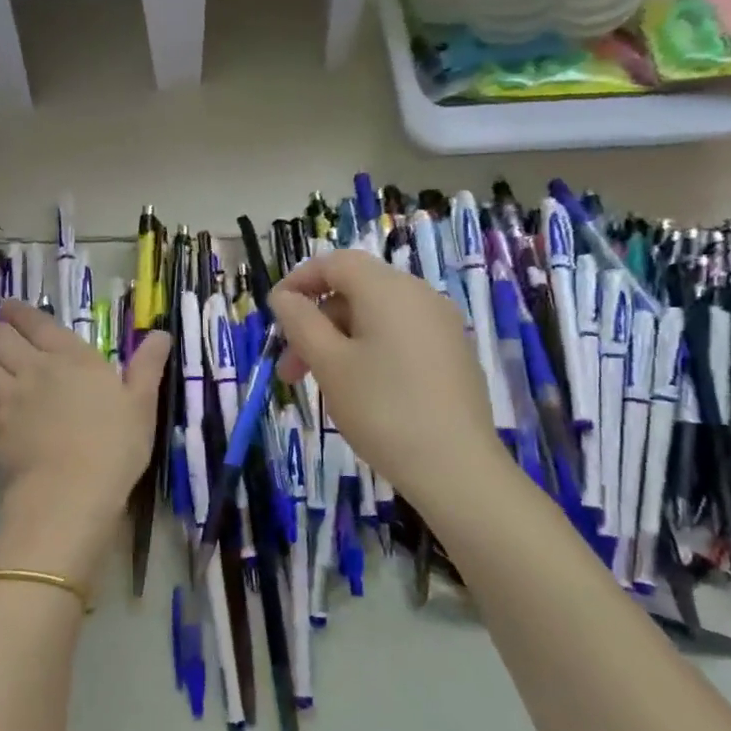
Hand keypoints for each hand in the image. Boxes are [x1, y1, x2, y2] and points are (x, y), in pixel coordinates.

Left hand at [0, 301, 170, 588]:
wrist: (72, 490)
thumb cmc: (115, 445)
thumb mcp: (142, 403)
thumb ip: (147, 365)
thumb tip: (161, 333)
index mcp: (71, 356)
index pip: (35, 321)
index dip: (17, 310)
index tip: (7, 306)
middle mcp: (33, 367)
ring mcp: (6, 396)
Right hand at [267, 251, 503, 507]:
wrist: (456, 468)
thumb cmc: (382, 409)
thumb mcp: (329, 363)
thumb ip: (300, 322)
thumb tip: (284, 296)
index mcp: (388, 289)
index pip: (335, 263)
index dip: (299, 281)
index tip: (274, 314)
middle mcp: (419, 296)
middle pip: (355, 291)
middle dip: (315, 323)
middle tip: (289, 369)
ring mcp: (441, 325)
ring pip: (375, 317)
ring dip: (338, 341)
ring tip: (320, 385)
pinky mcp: (452, 354)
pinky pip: (399, 336)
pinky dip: (368, 350)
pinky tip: (359, 390)